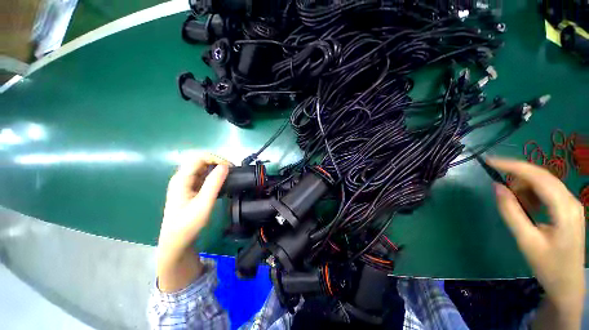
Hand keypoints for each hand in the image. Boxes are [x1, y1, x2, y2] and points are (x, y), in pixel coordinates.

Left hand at [157, 153, 230, 291]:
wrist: (176, 242)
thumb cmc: (188, 224)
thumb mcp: (203, 203)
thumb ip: (214, 183)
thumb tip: (225, 166)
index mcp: (182, 178)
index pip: (199, 158)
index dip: (216, 158)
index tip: (230, 167)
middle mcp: (183, 177)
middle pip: (201, 161)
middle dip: (218, 163)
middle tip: (232, 172)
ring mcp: (187, 183)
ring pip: (204, 169)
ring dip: (217, 170)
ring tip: (230, 177)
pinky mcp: (191, 189)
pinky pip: (205, 177)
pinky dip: (215, 178)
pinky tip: (223, 185)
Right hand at [489, 158, 584, 328]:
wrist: (567, 284)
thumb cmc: (548, 265)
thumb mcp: (526, 240)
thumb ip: (511, 212)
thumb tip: (496, 187)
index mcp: (564, 209)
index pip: (539, 177)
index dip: (514, 166)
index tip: (490, 161)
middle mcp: (571, 200)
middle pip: (542, 176)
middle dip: (518, 177)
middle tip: (500, 189)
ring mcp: (571, 203)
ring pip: (544, 183)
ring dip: (525, 188)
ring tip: (517, 206)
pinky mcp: (568, 208)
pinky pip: (547, 191)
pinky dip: (532, 194)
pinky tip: (528, 208)